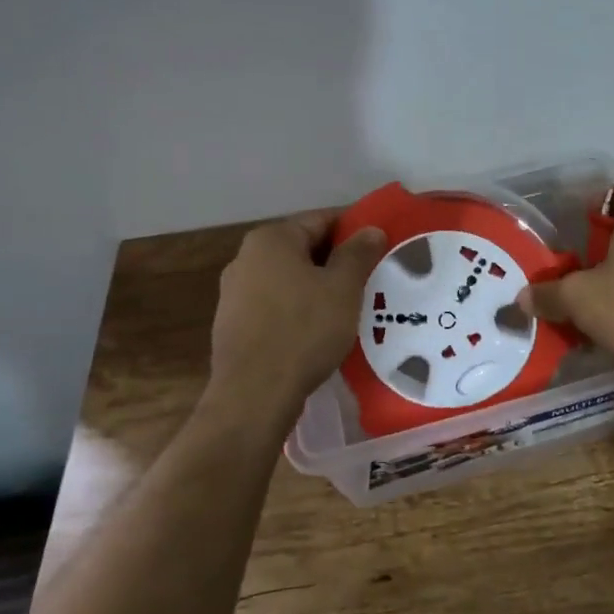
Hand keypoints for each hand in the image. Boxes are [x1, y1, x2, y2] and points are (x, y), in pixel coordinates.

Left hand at [208, 211, 385, 418]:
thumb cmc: (304, 330)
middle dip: (336, 260)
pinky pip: (275, 304)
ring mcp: (234, 292)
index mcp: (271, 239)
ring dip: (318, 286)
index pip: (321, 219)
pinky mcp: (233, 323)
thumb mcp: (343, 288)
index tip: (380, 245)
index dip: (354, 229)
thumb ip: (358, 253)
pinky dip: (298, 308)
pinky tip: (318, 330)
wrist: (254, 394)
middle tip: (370, 277)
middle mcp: (246, 257)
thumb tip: (371, 229)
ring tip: (349, 306)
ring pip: (289, 278)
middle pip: (303, 248)